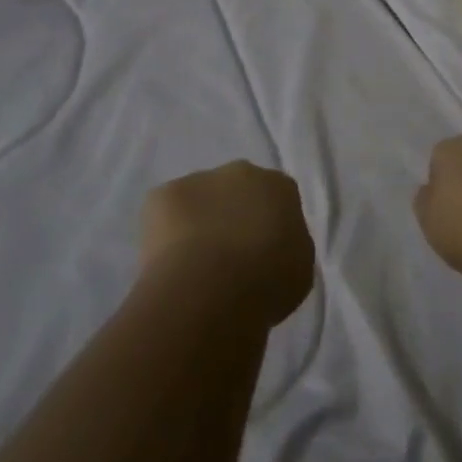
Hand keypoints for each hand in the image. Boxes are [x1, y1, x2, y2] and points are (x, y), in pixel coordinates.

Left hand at [141, 161, 315, 326]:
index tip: (263, 254)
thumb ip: (288, 245)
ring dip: (198, 223)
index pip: (277, 199)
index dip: (268, 226)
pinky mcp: (161, 195)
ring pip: (199, 200)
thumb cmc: (267, 282)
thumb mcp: (299, 268)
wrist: (211, 289)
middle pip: (237, 191)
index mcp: (280, 187)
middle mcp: (241, 172)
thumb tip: (272, 245)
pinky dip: (166, 235)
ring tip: (194, 268)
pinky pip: (165, 214)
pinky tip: (170, 265)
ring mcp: (199, 180)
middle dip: (232, 216)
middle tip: (228, 258)